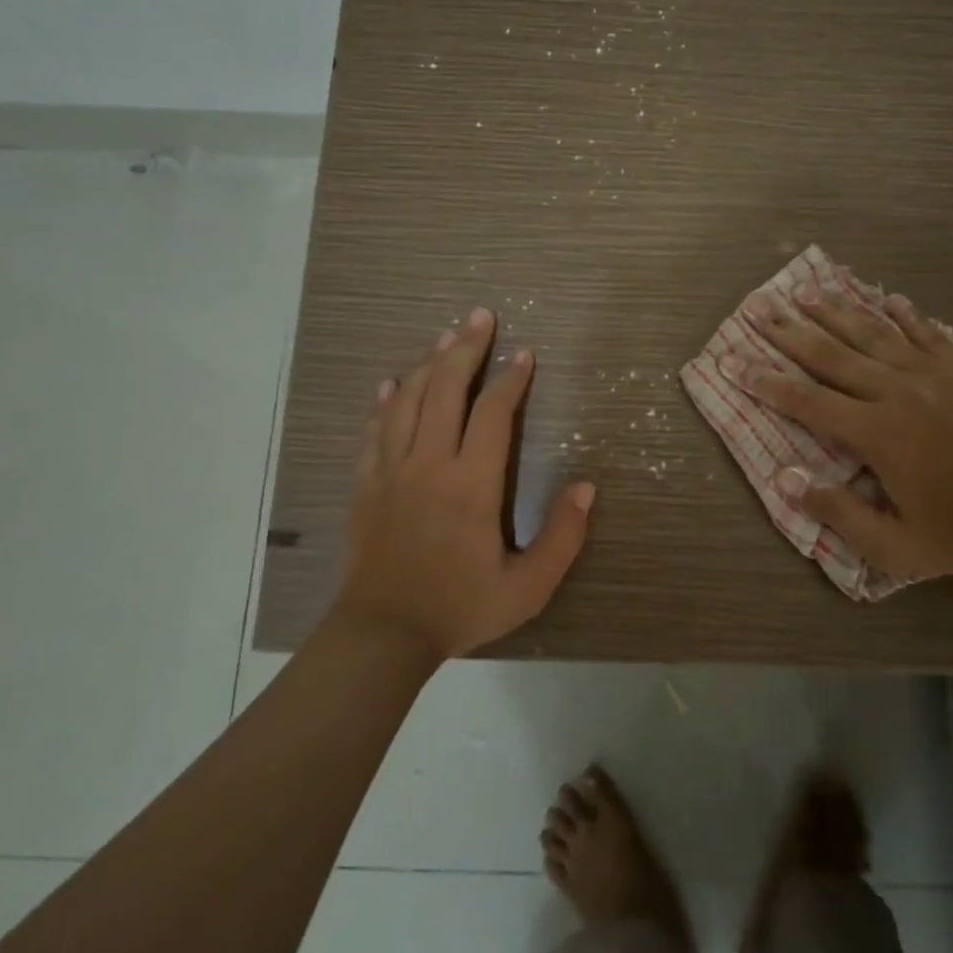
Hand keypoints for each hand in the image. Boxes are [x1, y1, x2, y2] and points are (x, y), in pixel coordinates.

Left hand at [335, 308, 596, 658]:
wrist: (382, 635)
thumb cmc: (459, 607)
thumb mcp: (527, 587)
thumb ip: (562, 537)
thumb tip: (586, 487)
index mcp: (471, 483)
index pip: (493, 413)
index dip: (510, 379)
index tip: (524, 355)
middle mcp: (429, 463)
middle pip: (445, 389)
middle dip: (465, 349)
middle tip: (480, 317)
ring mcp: (391, 470)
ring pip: (408, 400)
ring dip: (427, 363)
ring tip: (444, 337)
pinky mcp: (366, 483)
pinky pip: (374, 429)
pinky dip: (384, 401)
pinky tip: (390, 383)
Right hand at [726, 284, 952, 582]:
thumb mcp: (891, 546)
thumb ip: (837, 511)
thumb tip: (785, 478)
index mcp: (876, 434)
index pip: (806, 400)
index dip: (765, 381)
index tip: (733, 360)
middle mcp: (897, 392)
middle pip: (832, 354)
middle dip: (788, 330)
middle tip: (756, 306)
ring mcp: (932, 374)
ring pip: (873, 332)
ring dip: (835, 310)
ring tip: (804, 290)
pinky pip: (926, 331)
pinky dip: (903, 312)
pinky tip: (886, 295)